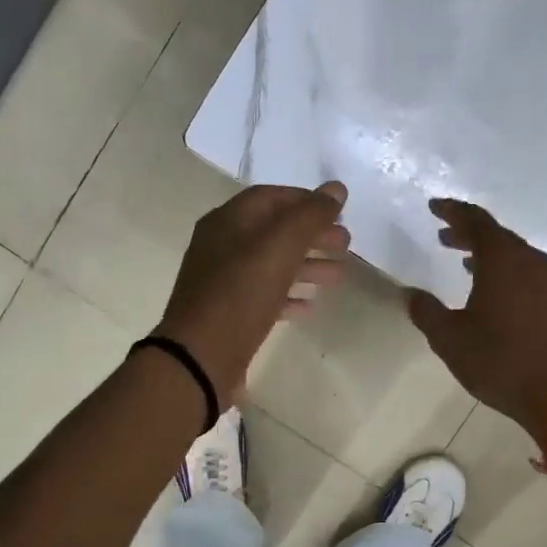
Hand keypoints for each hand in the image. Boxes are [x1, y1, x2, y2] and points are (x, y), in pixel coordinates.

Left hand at [156, 181, 349, 401]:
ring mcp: (223, 282)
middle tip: (346, 245)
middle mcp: (222, 246)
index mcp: (228, 221)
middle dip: (311, 235)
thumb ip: (309, 216)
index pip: (271, 197)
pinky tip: (310, 306)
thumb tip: (336, 189)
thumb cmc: (239, 294)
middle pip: (273, 231)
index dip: (306, 201)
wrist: (200, 358)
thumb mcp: (279, 247)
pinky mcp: (229, 314)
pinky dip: (288, 296)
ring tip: (339, 275)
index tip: (339, 212)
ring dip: (306, 266)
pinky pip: (263, 296)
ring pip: (271, 265)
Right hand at [406, 198, 546, 443]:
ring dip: (488, 253)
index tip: (434, 207)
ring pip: (515, 255)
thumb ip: (426, 312)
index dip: (453, 211)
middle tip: (444, 235)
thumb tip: (410, 294)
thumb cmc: (502, 362)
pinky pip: (528, 273)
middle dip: (468, 232)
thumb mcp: (450, 339)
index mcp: (502, 261)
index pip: (476, 221)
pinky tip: (495, 291)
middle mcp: (531, 263)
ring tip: (464, 261)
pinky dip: (506, 271)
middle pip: (498, 235)